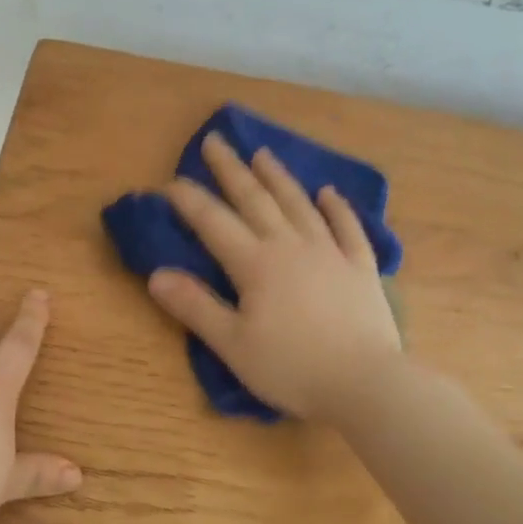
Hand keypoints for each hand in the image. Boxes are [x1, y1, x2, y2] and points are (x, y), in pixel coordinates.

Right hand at [147, 132, 401, 422]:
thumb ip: (194, 307)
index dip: (190, 201)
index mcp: (255, 264)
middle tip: (215, 140)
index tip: (171, 181)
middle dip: (231, 170)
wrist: (365, 383)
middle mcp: (291, 246)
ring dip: (278, 177)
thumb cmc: (291, 368)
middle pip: (256, 199)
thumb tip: (157, 275)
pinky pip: (347, 227)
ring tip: (262, 153)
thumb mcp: (232, 344)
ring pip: (299, 204)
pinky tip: (328, 193)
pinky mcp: (360, 267)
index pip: (214, 223)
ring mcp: (330, 252)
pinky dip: (336, 207)